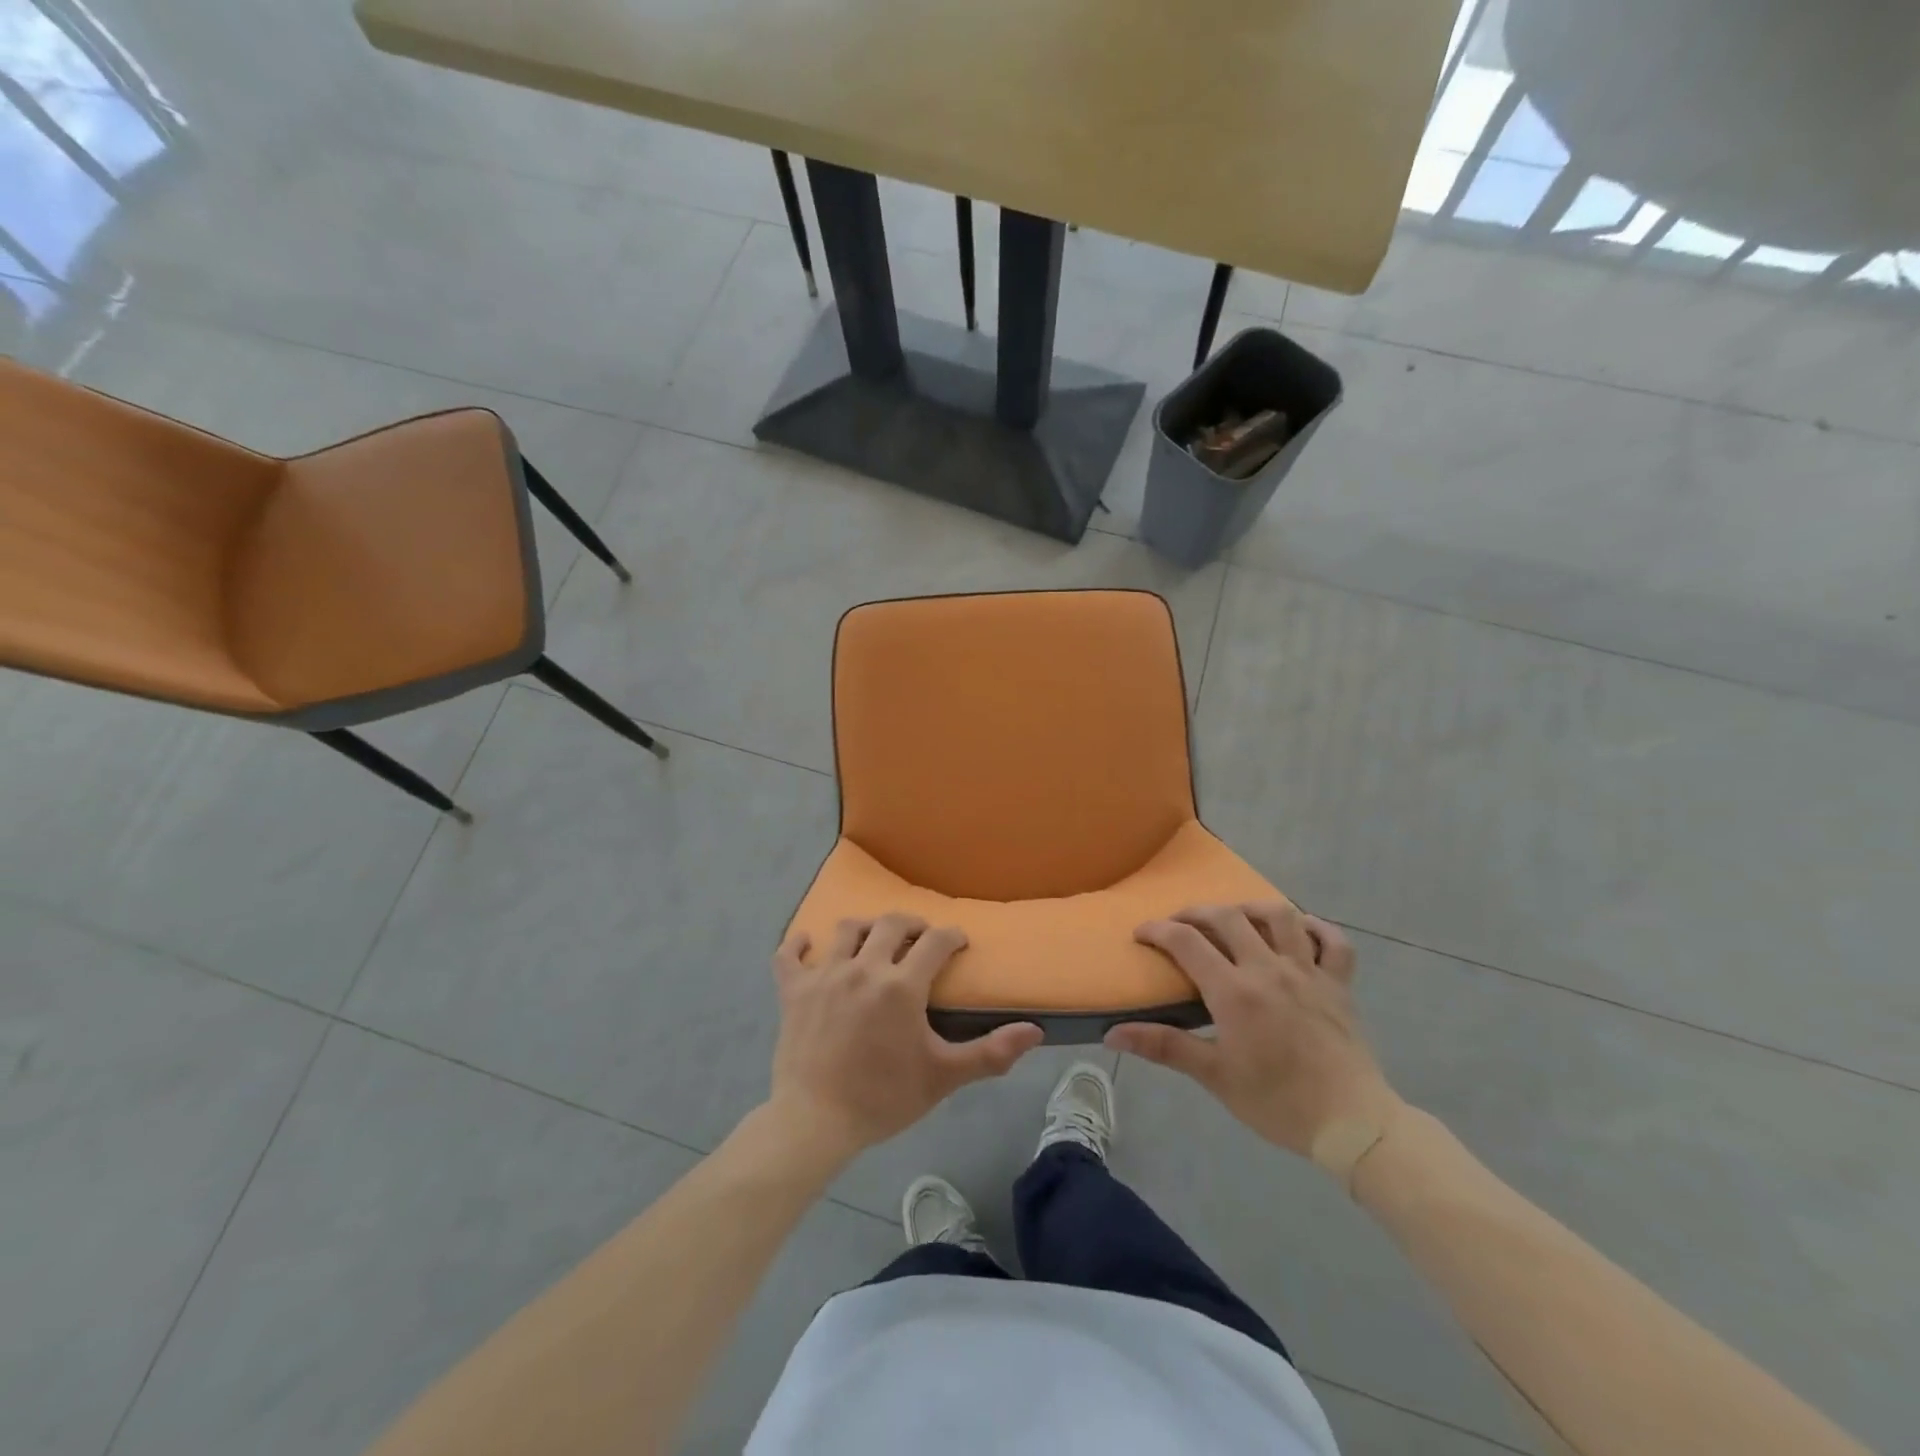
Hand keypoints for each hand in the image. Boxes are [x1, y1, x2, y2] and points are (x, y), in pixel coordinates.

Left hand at [769, 914, 1043, 1159]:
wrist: (815, 1122)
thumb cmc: (883, 1098)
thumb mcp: (943, 1077)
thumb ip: (990, 1052)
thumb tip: (1035, 1031)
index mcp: (901, 985)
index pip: (935, 941)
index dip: (951, 936)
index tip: (958, 942)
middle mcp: (864, 967)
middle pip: (891, 923)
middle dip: (912, 924)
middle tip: (920, 938)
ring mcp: (824, 975)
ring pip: (846, 930)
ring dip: (865, 928)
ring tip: (874, 940)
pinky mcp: (793, 989)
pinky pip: (789, 953)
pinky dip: (798, 944)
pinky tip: (808, 942)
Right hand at [1107, 903, 1402, 1176]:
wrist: (1352, 1124)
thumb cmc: (1278, 1102)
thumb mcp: (1215, 1077)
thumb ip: (1164, 1047)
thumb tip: (1112, 1033)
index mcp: (1234, 991)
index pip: (1186, 941)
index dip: (1158, 930)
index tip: (1141, 934)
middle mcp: (1269, 969)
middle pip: (1228, 917)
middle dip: (1196, 913)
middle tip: (1180, 924)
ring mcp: (1309, 972)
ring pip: (1280, 916)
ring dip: (1251, 908)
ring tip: (1235, 917)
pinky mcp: (1339, 984)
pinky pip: (1333, 941)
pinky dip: (1316, 928)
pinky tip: (1299, 933)